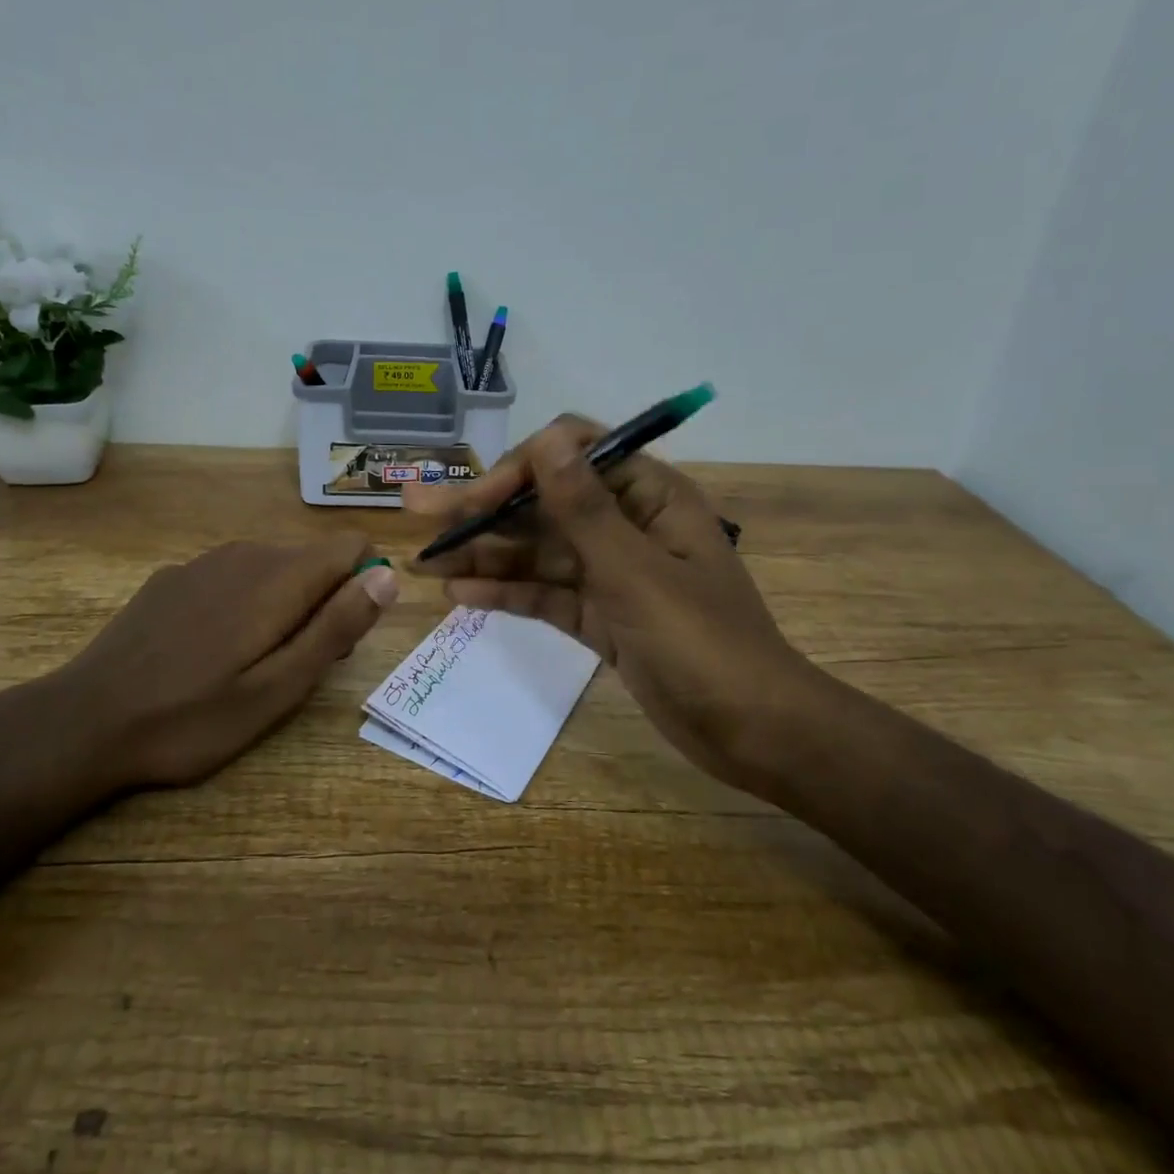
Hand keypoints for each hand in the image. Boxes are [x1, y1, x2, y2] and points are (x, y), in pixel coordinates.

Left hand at [49, 534, 398, 789]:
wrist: (85, 722)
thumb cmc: (193, 717)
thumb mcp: (279, 688)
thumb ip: (337, 627)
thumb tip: (387, 577)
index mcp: (280, 577)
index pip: (351, 546)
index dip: (361, 587)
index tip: (338, 638)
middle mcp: (246, 553)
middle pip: (314, 561)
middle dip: (322, 604)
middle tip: (291, 669)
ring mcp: (204, 562)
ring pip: (273, 569)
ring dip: (282, 606)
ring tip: (249, 666)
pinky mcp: (173, 577)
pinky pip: (232, 577)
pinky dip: (241, 604)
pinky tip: (205, 652)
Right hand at [404, 418, 824, 794]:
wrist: (753, 733)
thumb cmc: (704, 644)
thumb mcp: (636, 574)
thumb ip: (585, 509)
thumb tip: (546, 440)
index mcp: (649, 497)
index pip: (573, 457)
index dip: (520, 471)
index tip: (477, 502)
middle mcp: (627, 525)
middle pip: (546, 505)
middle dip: (485, 511)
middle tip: (419, 513)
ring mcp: (612, 573)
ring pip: (540, 552)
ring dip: (487, 554)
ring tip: (426, 561)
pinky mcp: (601, 616)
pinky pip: (547, 594)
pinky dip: (508, 593)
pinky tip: (461, 595)